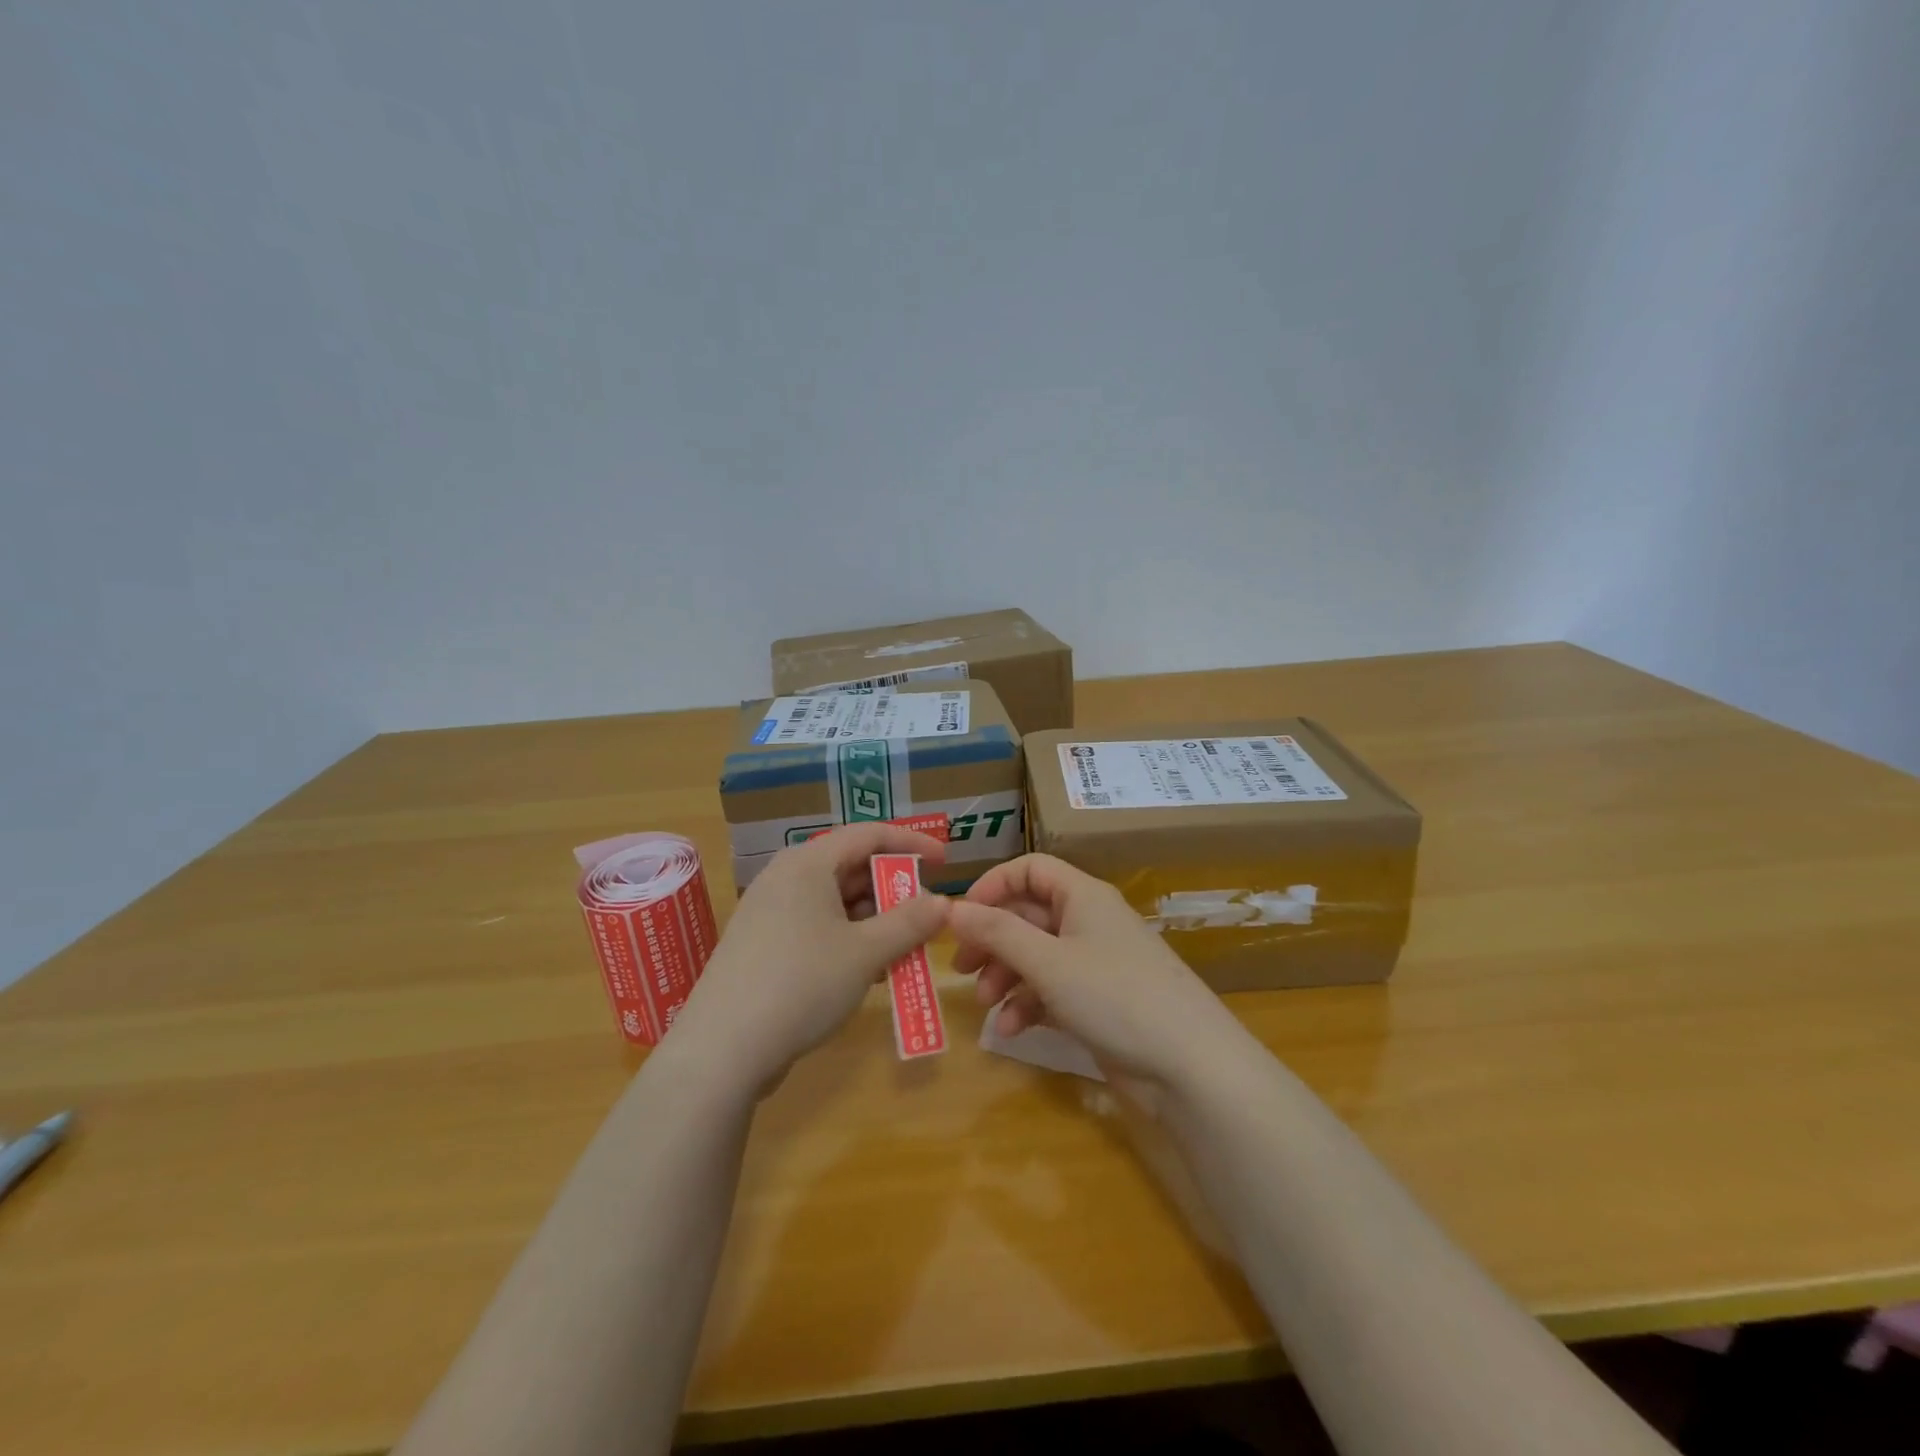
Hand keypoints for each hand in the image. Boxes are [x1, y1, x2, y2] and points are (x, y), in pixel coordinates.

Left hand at [666, 823, 950, 1092]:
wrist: (721, 1051)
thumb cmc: (801, 984)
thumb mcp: (866, 953)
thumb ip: (909, 922)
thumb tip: (943, 902)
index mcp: (808, 863)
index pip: (869, 834)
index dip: (911, 843)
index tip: (945, 862)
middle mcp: (786, 877)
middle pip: (851, 867)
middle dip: (893, 892)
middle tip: (925, 919)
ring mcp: (769, 912)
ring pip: (835, 902)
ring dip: (874, 922)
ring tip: (903, 952)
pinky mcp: (762, 945)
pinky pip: (817, 927)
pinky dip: (848, 940)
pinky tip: (868, 973)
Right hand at [950, 854, 1254, 1095]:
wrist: (1189, 1066)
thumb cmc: (1115, 996)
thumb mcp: (1048, 962)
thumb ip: (997, 932)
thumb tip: (952, 908)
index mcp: (1083, 896)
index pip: (1030, 870)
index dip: (993, 886)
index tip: (961, 917)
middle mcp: (1089, 922)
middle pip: (1029, 915)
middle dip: (993, 940)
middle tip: (961, 969)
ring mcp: (1096, 964)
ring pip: (1037, 956)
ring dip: (1006, 976)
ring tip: (986, 1005)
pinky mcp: (1099, 1002)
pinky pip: (1052, 990)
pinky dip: (1028, 1004)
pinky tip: (1011, 1030)